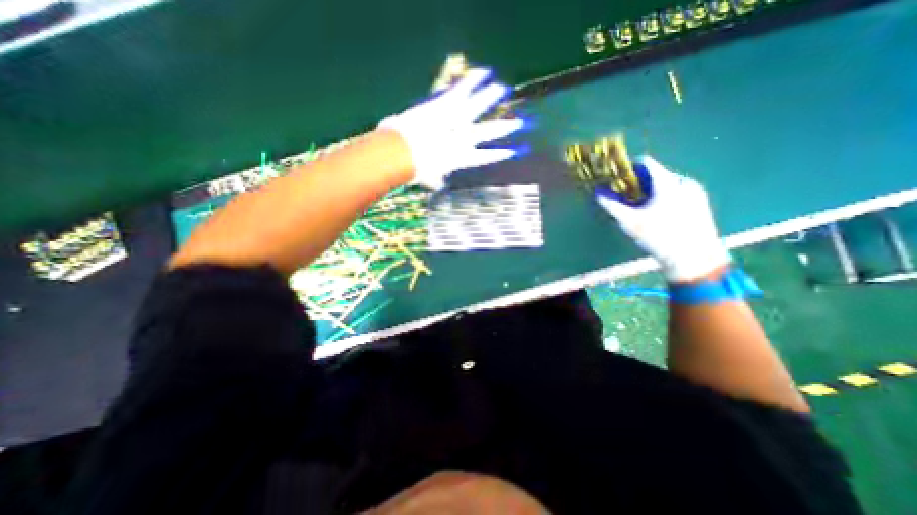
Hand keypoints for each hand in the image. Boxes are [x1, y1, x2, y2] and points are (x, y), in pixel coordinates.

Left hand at [378, 66, 522, 188]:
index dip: (498, 154)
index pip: (484, 157)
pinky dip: (472, 81)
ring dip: (490, 97)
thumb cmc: (416, 171)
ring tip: (502, 89)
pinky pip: (461, 91)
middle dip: (504, 127)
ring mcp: (455, 121)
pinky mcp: (445, 105)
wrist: (404, 152)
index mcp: (461, 159)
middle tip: (518, 123)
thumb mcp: (428, 179)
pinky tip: (482, 73)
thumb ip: (436, 181)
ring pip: (477, 107)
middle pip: (487, 132)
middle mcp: (463, 139)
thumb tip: (437, 185)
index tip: (511, 152)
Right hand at [595, 155, 731, 282]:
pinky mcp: (700, 202)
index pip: (645, 163)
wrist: (695, 259)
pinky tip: (657, 215)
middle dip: (637, 183)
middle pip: (655, 174)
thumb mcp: (630, 222)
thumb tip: (597, 193)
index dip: (628, 168)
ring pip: (666, 184)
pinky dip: (662, 197)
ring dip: (650, 191)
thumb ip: (612, 205)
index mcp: (667, 183)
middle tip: (625, 198)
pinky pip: (676, 192)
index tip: (617, 179)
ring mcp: (695, 191)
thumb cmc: (659, 237)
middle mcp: (683, 181)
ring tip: (640, 208)